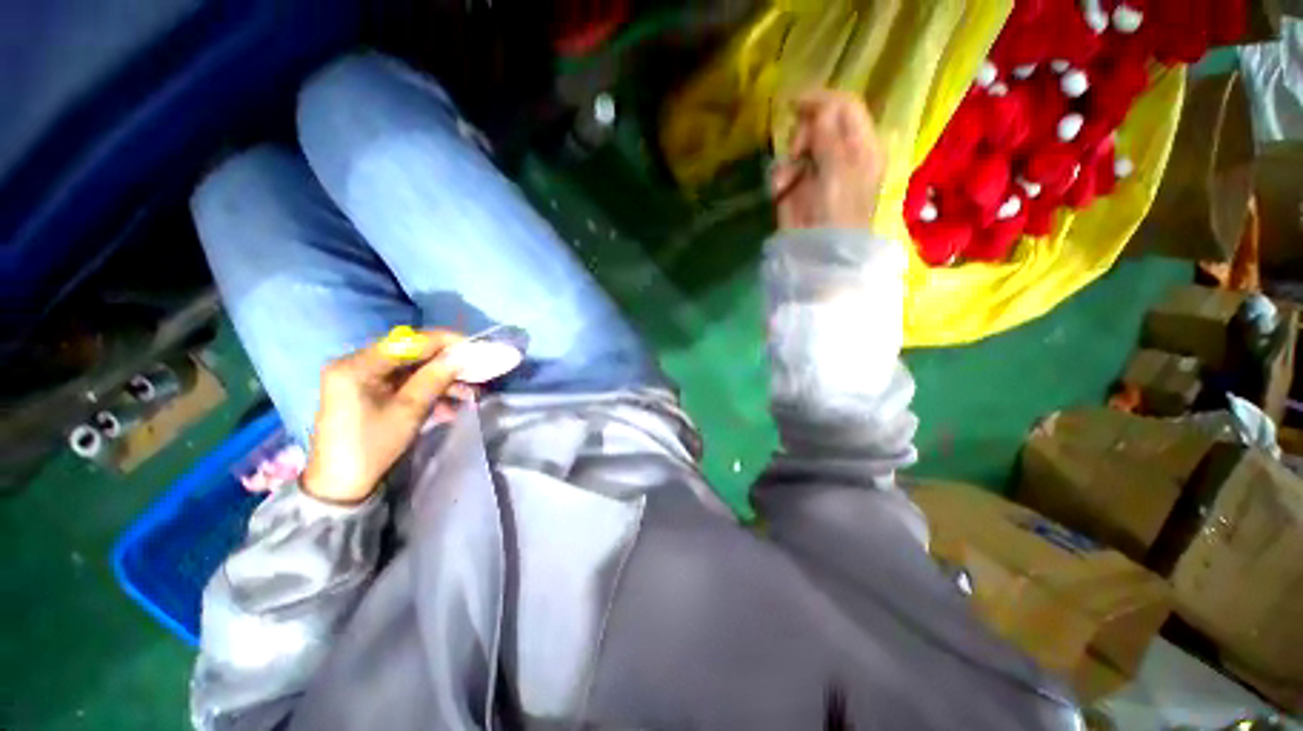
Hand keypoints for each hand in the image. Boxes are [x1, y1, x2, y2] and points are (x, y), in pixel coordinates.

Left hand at [301, 329, 465, 504]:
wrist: (341, 486)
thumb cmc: (372, 446)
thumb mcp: (409, 410)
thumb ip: (435, 377)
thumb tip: (462, 355)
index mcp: (356, 365)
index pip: (409, 342)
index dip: (445, 342)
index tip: (476, 347)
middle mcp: (355, 364)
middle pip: (410, 354)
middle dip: (446, 364)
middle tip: (475, 372)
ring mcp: (361, 379)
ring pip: (411, 370)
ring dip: (441, 380)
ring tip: (469, 394)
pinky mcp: (367, 392)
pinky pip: (404, 384)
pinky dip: (427, 391)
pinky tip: (450, 406)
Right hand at [770, 90, 884, 230]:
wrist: (817, 253)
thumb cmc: (838, 213)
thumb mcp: (839, 170)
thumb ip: (828, 136)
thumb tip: (817, 107)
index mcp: (863, 146)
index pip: (846, 107)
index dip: (822, 99)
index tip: (795, 101)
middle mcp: (842, 154)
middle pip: (820, 122)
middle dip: (804, 133)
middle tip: (798, 152)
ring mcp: (817, 171)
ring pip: (798, 146)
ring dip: (788, 159)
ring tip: (786, 181)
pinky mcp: (796, 188)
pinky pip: (783, 169)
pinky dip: (779, 177)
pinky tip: (778, 192)